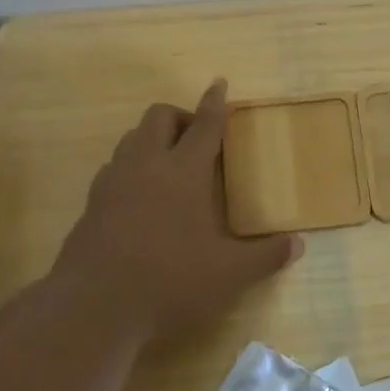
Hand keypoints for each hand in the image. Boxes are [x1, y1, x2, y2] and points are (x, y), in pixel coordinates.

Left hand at [48, 80, 301, 343]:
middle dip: (180, 117)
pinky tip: (140, 196)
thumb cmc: (170, 281)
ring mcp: (113, 182)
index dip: (215, 102)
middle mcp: (146, 165)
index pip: (205, 125)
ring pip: (132, 138)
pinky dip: (131, 167)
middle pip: (160, 117)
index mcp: (184, 171)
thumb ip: (265, 257)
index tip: (219, 83)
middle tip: (198, 140)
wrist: (93, 307)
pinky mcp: (91, 203)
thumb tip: (298, 245)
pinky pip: (113, 167)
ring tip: (169, 164)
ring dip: (153, 139)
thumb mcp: (229, 275)